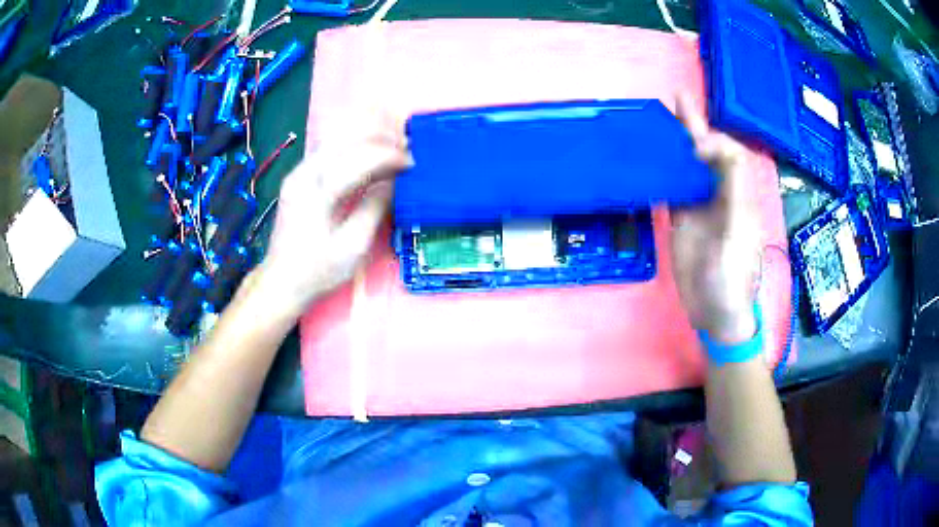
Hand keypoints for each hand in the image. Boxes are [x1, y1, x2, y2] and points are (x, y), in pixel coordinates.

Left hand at [252, 128, 410, 317]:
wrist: (280, 281)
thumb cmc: (318, 270)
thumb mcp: (353, 247)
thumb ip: (374, 209)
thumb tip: (395, 183)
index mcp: (317, 194)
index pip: (359, 159)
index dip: (389, 157)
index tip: (412, 163)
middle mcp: (304, 174)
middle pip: (346, 140)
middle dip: (381, 140)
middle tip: (408, 149)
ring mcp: (298, 172)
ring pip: (336, 140)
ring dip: (367, 139)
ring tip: (393, 148)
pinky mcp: (297, 176)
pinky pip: (329, 150)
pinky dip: (353, 147)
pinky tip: (369, 154)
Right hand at [671, 93, 760, 343]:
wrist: (716, 313)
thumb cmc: (732, 277)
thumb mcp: (738, 231)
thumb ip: (732, 187)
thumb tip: (713, 148)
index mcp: (739, 195)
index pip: (730, 155)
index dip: (714, 142)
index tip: (695, 146)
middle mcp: (720, 195)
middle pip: (708, 154)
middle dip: (694, 126)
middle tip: (677, 98)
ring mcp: (701, 208)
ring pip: (689, 168)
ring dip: (676, 143)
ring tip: (662, 119)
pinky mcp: (684, 221)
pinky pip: (673, 189)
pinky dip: (664, 171)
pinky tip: (653, 159)